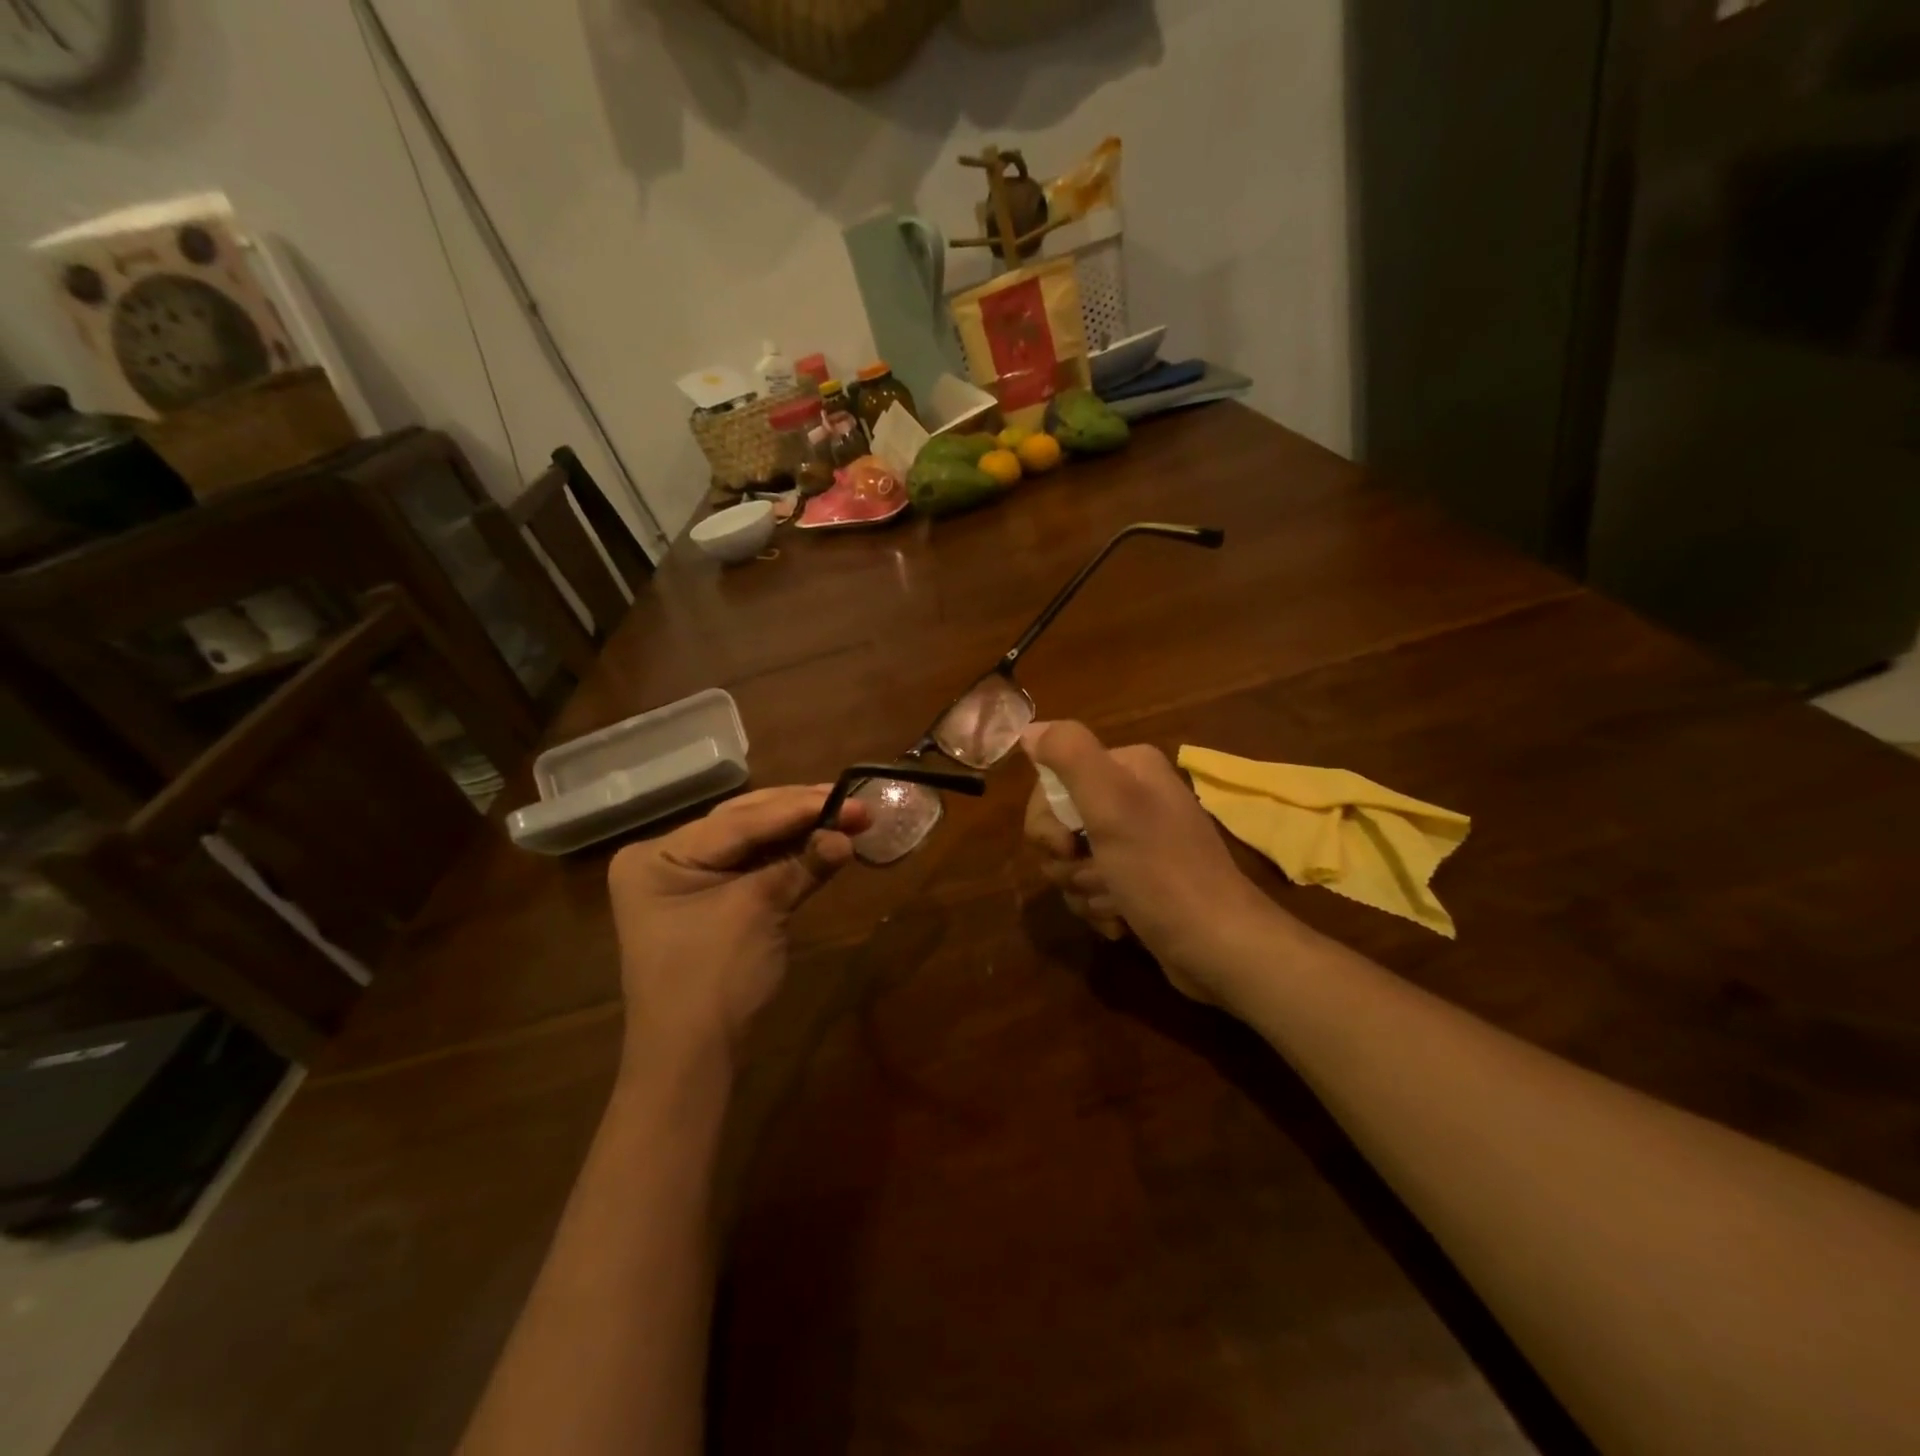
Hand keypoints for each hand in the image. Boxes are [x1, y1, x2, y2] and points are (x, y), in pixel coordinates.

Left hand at [607, 786, 869, 1071]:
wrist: (690, 1060)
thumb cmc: (713, 980)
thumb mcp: (758, 913)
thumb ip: (802, 866)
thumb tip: (848, 835)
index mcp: (658, 855)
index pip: (739, 821)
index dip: (799, 807)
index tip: (850, 797)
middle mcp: (667, 858)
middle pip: (744, 823)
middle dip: (800, 812)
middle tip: (853, 801)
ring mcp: (687, 880)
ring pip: (752, 842)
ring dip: (798, 831)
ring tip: (846, 814)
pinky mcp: (711, 901)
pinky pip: (753, 868)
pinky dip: (789, 858)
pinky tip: (822, 842)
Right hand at [1021, 721, 1279, 1003]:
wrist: (1217, 946)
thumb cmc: (1162, 872)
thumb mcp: (1113, 804)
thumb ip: (1070, 756)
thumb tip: (1030, 729)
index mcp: (1127, 768)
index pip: (1051, 783)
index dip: (1048, 822)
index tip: (1069, 846)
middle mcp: (1130, 797)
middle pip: (1057, 825)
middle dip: (1068, 861)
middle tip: (1099, 875)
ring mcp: (1134, 842)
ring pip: (1070, 862)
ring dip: (1084, 889)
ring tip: (1117, 901)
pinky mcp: (1135, 880)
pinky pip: (1089, 888)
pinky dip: (1098, 907)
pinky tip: (1121, 920)